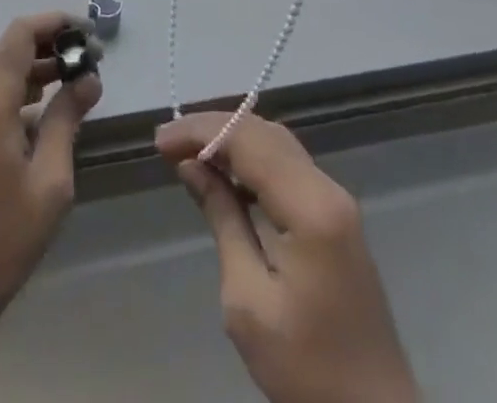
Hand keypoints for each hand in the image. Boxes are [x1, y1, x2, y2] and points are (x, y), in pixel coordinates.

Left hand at [0, 12, 103, 330]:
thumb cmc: (1, 238)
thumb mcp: (49, 180)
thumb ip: (67, 119)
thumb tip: (88, 78)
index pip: (22, 33)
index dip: (57, 23)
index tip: (91, 34)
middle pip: (13, 48)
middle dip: (54, 45)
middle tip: (94, 61)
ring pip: (5, 71)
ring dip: (41, 69)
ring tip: (81, 82)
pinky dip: (26, 91)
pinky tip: (53, 114)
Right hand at [158, 112, 418, 402]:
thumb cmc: (306, 367)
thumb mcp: (248, 301)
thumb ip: (222, 219)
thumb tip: (191, 165)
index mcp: (310, 207)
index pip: (248, 141)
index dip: (202, 131)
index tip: (161, 141)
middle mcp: (327, 188)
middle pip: (264, 133)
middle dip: (214, 128)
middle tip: (169, 142)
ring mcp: (336, 199)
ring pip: (276, 143)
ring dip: (232, 138)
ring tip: (189, 151)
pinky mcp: (335, 215)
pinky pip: (287, 165)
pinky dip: (252, 157)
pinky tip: (226, 173)